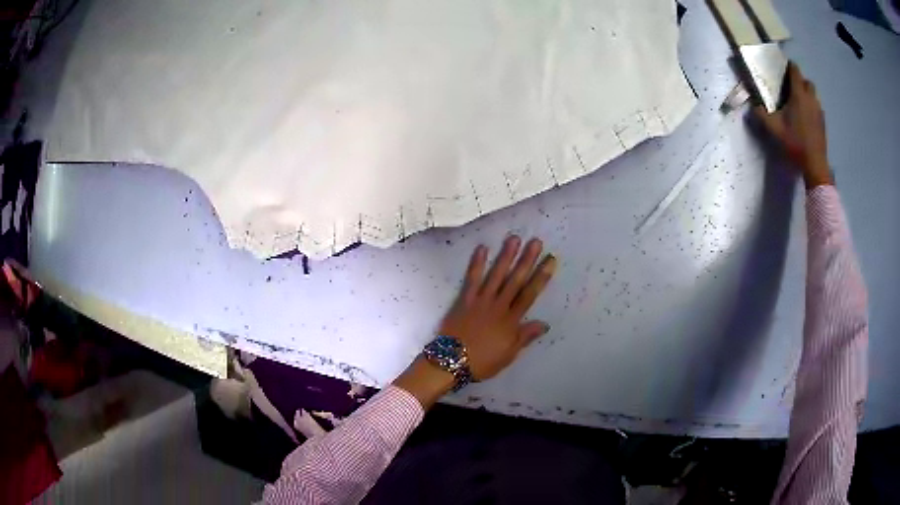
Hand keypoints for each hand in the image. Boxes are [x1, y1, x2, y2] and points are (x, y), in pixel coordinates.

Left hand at [394, 236, 557, 407]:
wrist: (452, 362)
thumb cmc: (482, 362)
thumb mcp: (509, 354)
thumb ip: (525, 337)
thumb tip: (545, 324)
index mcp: (511, 321)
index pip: (530, 294)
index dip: (541, 276)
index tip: (551, 260)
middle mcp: (498, 306)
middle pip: (515, 280)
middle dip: (527, 260)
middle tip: (536, 242)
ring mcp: (481, 301)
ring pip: (496, 275)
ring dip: (506, 256)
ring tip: (514, 239)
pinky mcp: (464, 300)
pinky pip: (472, 279)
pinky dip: (477, 264)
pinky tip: (482, 249)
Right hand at [754, 62, 832, 188]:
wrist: (815, 165)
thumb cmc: (795, 143)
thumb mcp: (774, 130)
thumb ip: (761, 115)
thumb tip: (753, 106)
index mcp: (798, 95)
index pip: (795, 71)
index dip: (789, 67)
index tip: (783, 69)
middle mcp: (810, 99)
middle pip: (807, 81)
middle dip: (800, 81)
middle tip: (791, 88)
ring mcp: (819, 111)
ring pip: (814, 94)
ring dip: (807, 94)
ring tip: (799, 103)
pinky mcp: (823, 122)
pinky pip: (817, 107)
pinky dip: (812, 107)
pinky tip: (806, 117)